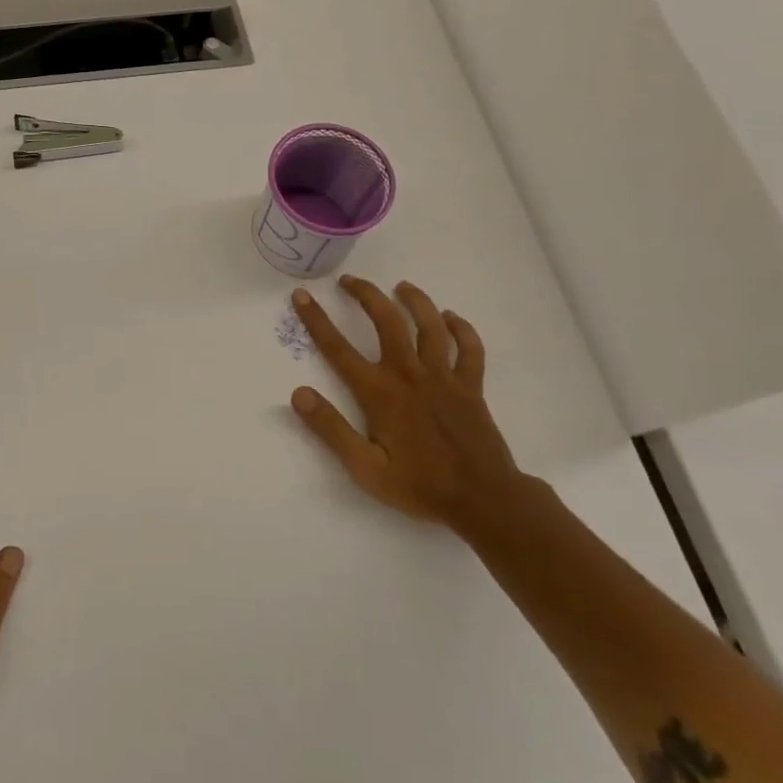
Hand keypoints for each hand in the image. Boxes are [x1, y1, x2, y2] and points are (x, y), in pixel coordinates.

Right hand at [286, 276, 527, 533]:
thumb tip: (298, 394)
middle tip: (349, 280)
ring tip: (400, 286)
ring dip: (414, 300)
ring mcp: (444, 377)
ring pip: (430, 325)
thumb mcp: (365, 468)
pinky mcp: (471, 386)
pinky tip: (451, 318)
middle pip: (387, 321)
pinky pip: (469, 348)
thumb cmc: (419, 486)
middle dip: (365, 294)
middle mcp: (410, 374)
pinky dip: (461, 329)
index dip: (317, 319)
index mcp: (380, 392)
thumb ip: (331, 429)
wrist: (483, 501)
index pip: (339, 348)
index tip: (302, 296)